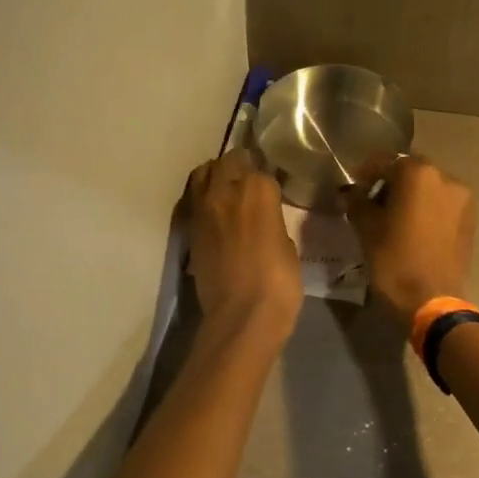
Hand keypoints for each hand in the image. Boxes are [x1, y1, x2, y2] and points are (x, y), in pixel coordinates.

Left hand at [186, 150, 301, 343]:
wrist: (242, 314)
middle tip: (247, 180)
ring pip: (202, 175)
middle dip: (238, 167)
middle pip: (228, 163)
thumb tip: (264, 220)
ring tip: (226, 189)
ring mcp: (203, 209)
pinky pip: (194, 201)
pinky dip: (203, 200)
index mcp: (257, 190)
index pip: (260, 169)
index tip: (271, 190)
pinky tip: (215, 213)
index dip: (266, 180)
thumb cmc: (279, 282)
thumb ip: (273, 222)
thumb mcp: (288, 245)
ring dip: (214, 177)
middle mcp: (225, 190)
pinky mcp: (189, 230)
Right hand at [344, 153, 475, 326]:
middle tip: (370, 202)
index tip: (352, 187)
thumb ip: (356, 202)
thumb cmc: (394, 260)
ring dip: (410, 195)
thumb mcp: (367, 229)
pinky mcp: (470, 220)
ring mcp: (462, 199)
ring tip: (392, 217)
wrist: (432, 301)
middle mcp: (446, 178)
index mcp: (419, 173)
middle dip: (390, 182)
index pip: (385, 161)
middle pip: (410, 171)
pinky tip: (412, 228)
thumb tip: (349, 193)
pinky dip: (426, 209)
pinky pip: (442, 205)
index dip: (365, 172)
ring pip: (428, 187)